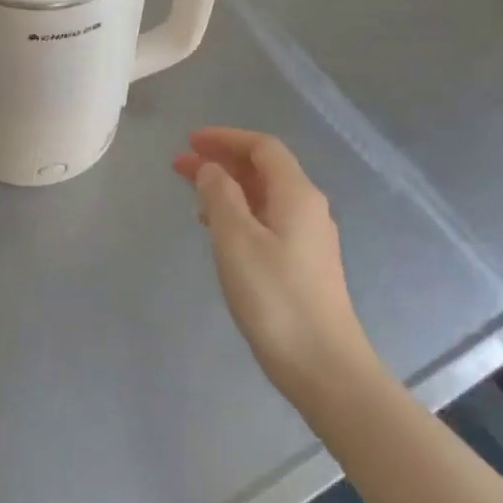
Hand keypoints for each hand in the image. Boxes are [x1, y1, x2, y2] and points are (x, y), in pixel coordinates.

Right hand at [172, 128, 377, 401]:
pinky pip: (267, 220)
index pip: (262, 148)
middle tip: (179, 165)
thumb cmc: (274, 297)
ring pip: (263, 196)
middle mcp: (307, 208)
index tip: (190, 141)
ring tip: (191, 195)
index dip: (225, 138)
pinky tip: (217, 230)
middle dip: (221, 161)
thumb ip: (220, 196)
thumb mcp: (235, 240)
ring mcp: (308, 237)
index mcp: (296, 195)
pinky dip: (238, 213)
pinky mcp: (303, 263)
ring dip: (227, 188)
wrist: (322, 364)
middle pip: (263, 170)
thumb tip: (210, 169)